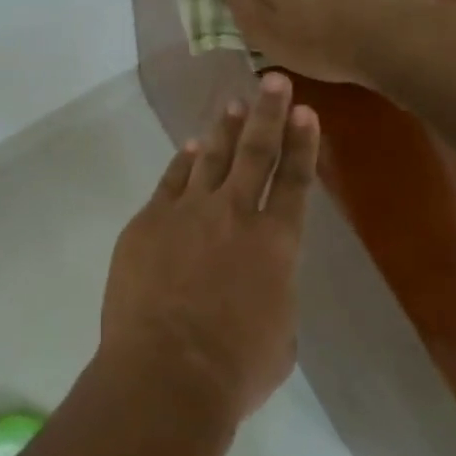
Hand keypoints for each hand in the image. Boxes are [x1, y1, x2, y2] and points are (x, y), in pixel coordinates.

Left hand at [101, 75, 319, 424]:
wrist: (165, 374)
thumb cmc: (234, 370)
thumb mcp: (279, 337)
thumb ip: (273, 295)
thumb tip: (259, 282)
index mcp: (276, 245)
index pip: (296, 182)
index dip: (303, 144)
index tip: (306, 113)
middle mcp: (235, 215)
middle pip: (255, 152)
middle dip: (268, 112)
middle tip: (273, 81)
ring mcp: (187, 213)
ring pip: (210, 157)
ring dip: (224, 128)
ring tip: (233, 104)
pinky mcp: (148, 221)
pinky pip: (171, 181)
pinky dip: (183, 163)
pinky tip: (190, 148)